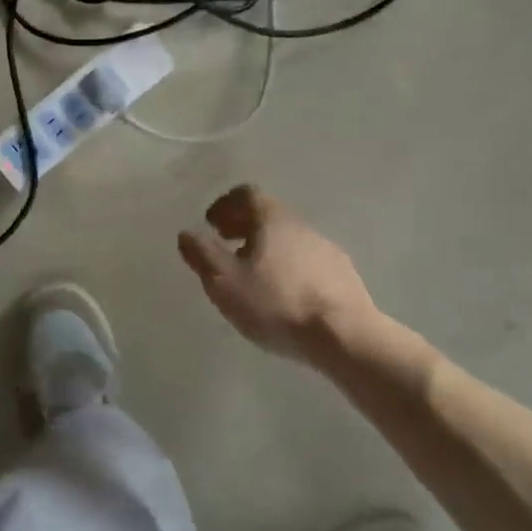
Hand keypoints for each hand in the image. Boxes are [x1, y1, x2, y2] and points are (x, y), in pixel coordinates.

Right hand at [178, 185, 380, 362]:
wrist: (345, 336)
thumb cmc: (277, 303)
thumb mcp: (224, 281)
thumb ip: (202, 254)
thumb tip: (187, 233)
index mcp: (271, 218)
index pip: (246, 194)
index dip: (225, 205)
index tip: (212, 225)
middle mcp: (300, 224)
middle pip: (268, 214)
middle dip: (243, 225)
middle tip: (226, 245)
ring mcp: (326, 248)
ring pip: (288, 238)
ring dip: (267, 247)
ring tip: (253, 275)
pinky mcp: (343, 274)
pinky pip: (307, 260)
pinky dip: (289, 266)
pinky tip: (285, 294)